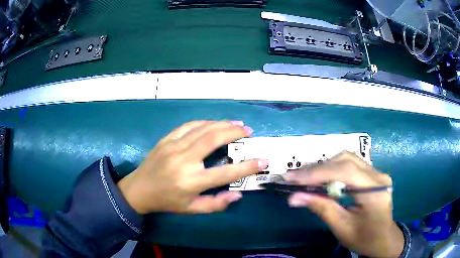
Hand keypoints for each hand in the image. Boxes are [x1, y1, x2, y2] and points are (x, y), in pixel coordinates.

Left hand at [117, 121, 268, 213]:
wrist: (139, 189)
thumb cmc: (167, 201)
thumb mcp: (191, 209)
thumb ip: (215, 204)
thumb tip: (237, 195)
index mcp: (191, 182)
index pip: (225, 173)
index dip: (247, 167)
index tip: (263, 161)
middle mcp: (183, 160)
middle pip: (213, 139)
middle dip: (234, 133)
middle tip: (249, 131)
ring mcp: (173, 146)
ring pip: (202, 129)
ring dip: (222, 124)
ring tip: (237, 124)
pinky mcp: (166, 139)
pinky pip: (189, 126)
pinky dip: (205, 122)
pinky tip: (214, 123)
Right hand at [284, 152, 403, 257]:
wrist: (383, 239)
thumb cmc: (364, 238)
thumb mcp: (342, 227)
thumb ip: (321, 208)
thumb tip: (294, 197)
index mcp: (374, 191)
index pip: (344, 172)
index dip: (316, 173)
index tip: (291, 178)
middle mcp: (378, 175)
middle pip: (346, 160)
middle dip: (318, 168)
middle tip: (295, 178)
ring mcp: (377, 172)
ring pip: (348, 159)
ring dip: (325, 166)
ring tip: (306, 178)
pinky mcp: (373, 174)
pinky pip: (351, 165)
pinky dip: (334, 169)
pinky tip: (323, 178)